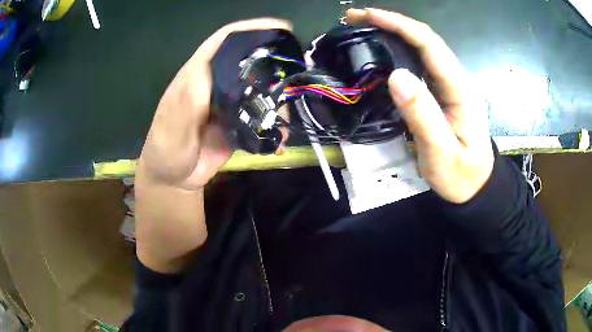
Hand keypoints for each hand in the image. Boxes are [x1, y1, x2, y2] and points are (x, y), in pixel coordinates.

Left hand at [139, 19, 291, 189]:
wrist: (174, 179)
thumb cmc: (166, 150)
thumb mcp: (171, 127)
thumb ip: (187, 103)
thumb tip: (208, 73)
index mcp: (198, 74)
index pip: (225, 40)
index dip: (251, 29)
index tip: (281, 28)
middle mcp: (216, 82)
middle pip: (248, 60)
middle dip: (274, 59)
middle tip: (301, 65)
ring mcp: (229, 103)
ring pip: (259, 88)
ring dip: (278, 96)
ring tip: (291, 108)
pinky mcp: (239, 122)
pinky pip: (261, 117)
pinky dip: (274, 124)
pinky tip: (280, 136)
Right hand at [347, 8, 493, 203]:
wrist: (476, 187)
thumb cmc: (460, 175)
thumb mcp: (441, 153)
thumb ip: (422, 115)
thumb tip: (396, 75)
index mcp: (460, 89)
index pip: (429, 44)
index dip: (398, 25)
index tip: (367, 16)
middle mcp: (456, 79)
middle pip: (425, 39)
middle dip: (391, 22)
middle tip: (356, 18)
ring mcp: (450, 85)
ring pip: (422, 48)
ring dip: (394, 32)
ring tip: (364, 28)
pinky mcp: (443, 92)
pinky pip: (421, 63)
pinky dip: (399, 50)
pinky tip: (383, 50)